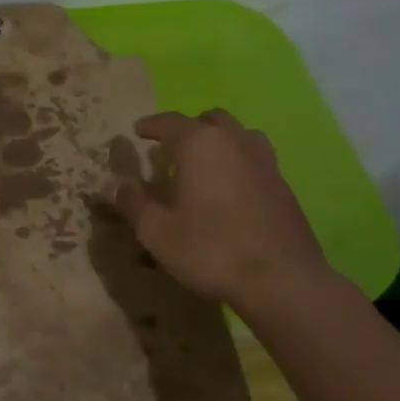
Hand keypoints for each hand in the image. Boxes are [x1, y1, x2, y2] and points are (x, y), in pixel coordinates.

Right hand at [114, 110, 331, 306]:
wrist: (281, 279)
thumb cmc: (210, 250)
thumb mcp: (157, 232)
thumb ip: (133, 203)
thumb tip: (117, 185)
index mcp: (200, 145)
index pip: (170, 122)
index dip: (150, 125)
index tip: (137, 130)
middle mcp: (235, 142)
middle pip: (210, 120)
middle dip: (188, 128)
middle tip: (170, 147)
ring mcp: (265, 162)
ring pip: (238, 136)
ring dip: (218, 141)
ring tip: (203, 164)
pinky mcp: (283, 185)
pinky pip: (254, 159)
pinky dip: (236, 163)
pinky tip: (228, 189)